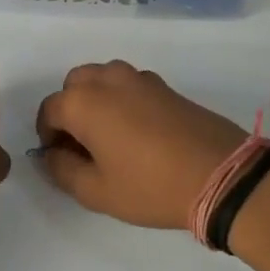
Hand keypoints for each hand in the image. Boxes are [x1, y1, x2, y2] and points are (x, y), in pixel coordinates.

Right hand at [33, 61, 247, 229]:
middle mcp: (108, 80)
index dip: (47, 136)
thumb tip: (51, 154)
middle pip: (74, 85)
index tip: (60, 159)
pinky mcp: (166, 87)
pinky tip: (137, 133)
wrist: (222, 175)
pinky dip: (122, 100)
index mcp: (84, 102)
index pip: (49, 110)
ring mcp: (140, 79)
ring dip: (96, 101)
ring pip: (103, 79)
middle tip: (82, 146)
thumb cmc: (150, 186)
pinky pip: (129, 85)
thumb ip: (61, 170)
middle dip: (70, 110)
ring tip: (109, 137)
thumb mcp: (96, 191)